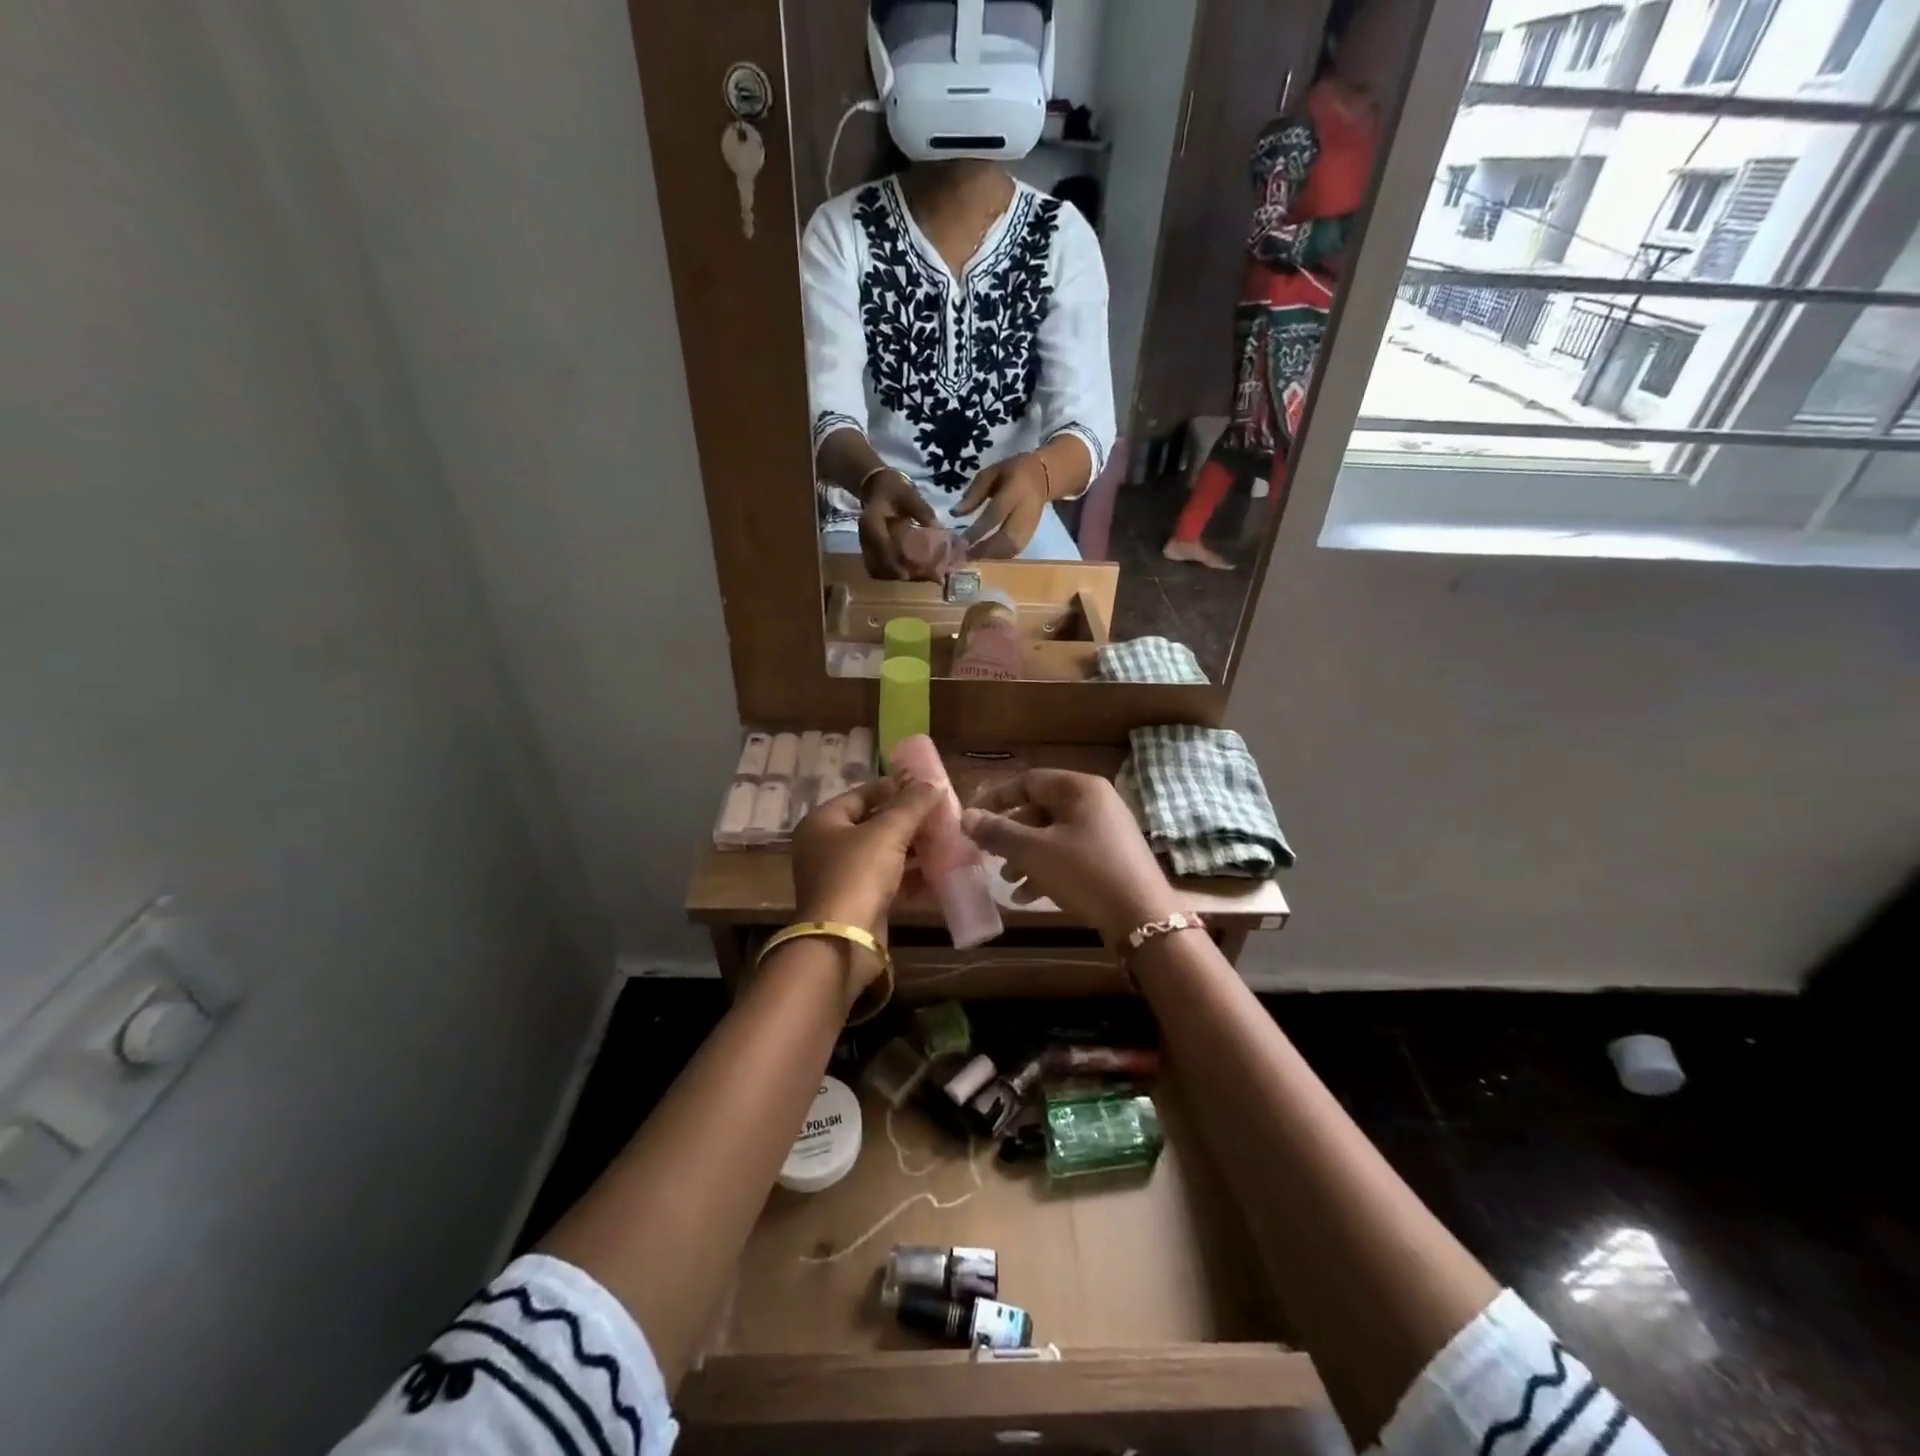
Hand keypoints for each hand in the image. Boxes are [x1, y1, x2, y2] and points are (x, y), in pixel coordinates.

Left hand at [792, 776, 942, 958]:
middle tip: (940, 813)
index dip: (893, 788)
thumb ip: (912, 805)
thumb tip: (932, 784)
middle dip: (908, 820)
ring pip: (882, 854)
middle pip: (872, 824)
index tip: (924, 786)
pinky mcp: (858, 903)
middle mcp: (826, 847)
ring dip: (913, 848)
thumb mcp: (888, 832)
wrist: (843, 941)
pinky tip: (940, 871)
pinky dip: (911, 875)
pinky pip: (888, 880)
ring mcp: (841, 877)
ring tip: (946, 839)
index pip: (861, 795)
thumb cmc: (858, 874)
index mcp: (823, 822)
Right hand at [859, 470, 938, 579]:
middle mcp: (865, 536)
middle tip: (919, 577)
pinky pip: (877, 567)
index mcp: (872, 521)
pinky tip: (909, 573)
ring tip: (917, 577)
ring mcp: (865, 545)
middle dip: (897, 573)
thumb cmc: (894, 491)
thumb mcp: (910, 495)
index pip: (880, 544)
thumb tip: (938, 529)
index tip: (907, 574)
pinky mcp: (869, 551)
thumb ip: (923, 512)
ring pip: (876, 568)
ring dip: (895, 576)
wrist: (877, 488)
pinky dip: (892, 573)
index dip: (893, 560)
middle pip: (877, 562)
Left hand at [956, 453, 1050, 559]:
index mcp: (1015, 491)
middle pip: (1006, 538)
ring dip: (991, 557)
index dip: (977, 531)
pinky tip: (985, 558)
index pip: (995, 515)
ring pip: (1011, 549)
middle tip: (964, 555)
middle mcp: (1025, 512)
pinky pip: (1015, 551)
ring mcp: (1031, 526)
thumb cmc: (1012, 473)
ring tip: (972, 558)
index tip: (959, 542)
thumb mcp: (991, 473)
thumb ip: (974, 493)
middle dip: (984, 550)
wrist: (1044, 477)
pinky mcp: (1032, 535)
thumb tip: (955, 514)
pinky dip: (999, 557)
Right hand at [961, 770, 1179, 946]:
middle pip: (1040, 809)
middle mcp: (1095, 802)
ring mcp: (1106, 830)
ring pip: (1053, 835)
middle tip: (987, 853)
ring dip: (1025, 856)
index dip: (996, 798)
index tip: (972, 818)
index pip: (1028, 781)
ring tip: (1005, 880)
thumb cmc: (1085, 873)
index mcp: (1080, 789)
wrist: (1142, 918)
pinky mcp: (1110, 858)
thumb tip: (966, 816)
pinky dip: (1046, 869)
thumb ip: (998, 832)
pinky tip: (1027, 896)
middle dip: (1010, 834)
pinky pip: (1069, 854)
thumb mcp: (1034, 852)